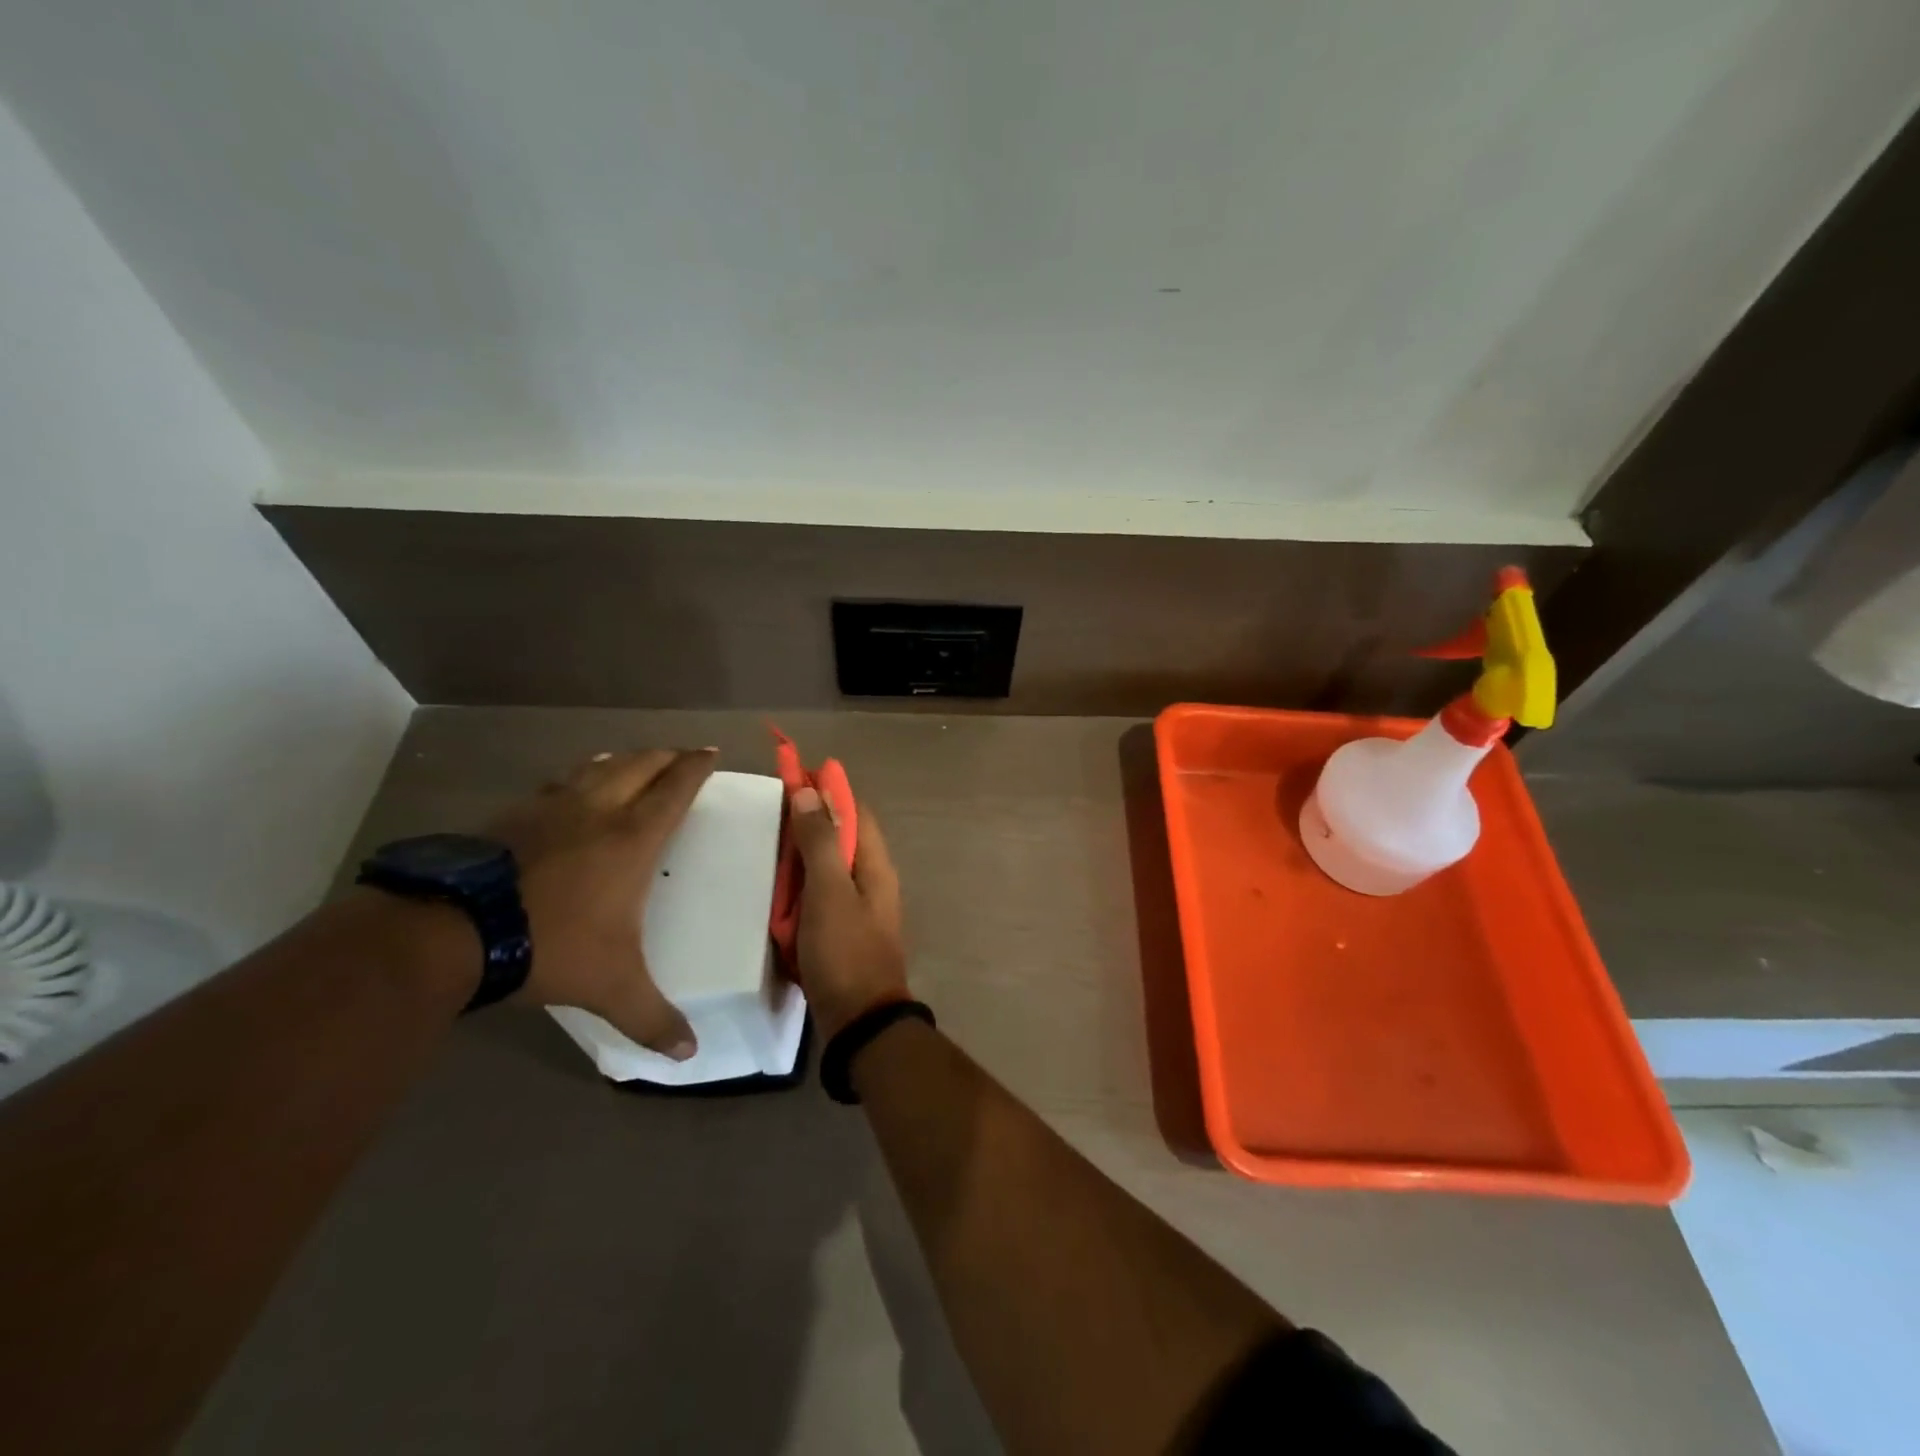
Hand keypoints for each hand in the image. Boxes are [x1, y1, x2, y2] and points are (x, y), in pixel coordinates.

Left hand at [485, 748, 716, 1058]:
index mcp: (632, 839)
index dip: (696, 767)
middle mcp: (598, 811)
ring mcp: (551, 808)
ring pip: (597, 766)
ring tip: (632, 758)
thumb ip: (652, 1018)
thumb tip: (689, 1055)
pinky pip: (556, 783)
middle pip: (640, 766)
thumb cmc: (550, 946)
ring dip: (622, 759)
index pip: (675, 789)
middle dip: (666, 756)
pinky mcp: (512, 815)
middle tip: (681, 754)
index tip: (710, 752)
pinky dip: (577, 775)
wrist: (453, 931)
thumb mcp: (611, 987)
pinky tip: (570, 785)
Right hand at [789, 785, 910, 1040]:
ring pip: (826, 866)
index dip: (827, 788)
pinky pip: (818, 895)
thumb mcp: (829, 891)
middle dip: (809, 819)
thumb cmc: (845, 951)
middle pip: (839, 835)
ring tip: (767, 842)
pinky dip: (799, 886)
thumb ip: (818, 842)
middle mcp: (870, 878)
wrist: (859, 1021)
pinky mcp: (841, 929)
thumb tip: (810, 792)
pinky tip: (775, 887)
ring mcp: (856, 906)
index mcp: (874, 863)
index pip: (853, 810)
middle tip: (771, 808)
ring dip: (801, 853)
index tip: (794, 770)